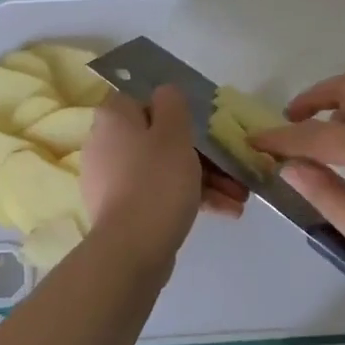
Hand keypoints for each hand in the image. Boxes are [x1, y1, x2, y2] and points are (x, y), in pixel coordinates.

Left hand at [79, 86, 245, 271]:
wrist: (131, 251)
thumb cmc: (156, 181)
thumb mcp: (174, 132)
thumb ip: (173, 104)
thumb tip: (165, 93)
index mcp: (114, 118)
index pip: (144, 99)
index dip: (176, 110)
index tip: (204, 125)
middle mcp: (106, 144)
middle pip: (160, 138)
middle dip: (203, 154)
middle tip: (234, 169)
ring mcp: (113, 180)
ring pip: (165, 169)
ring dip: (205, 179)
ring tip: (239, 198)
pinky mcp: (123, 210)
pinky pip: (159, 194)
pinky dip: (190, 198)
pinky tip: (226, 211)